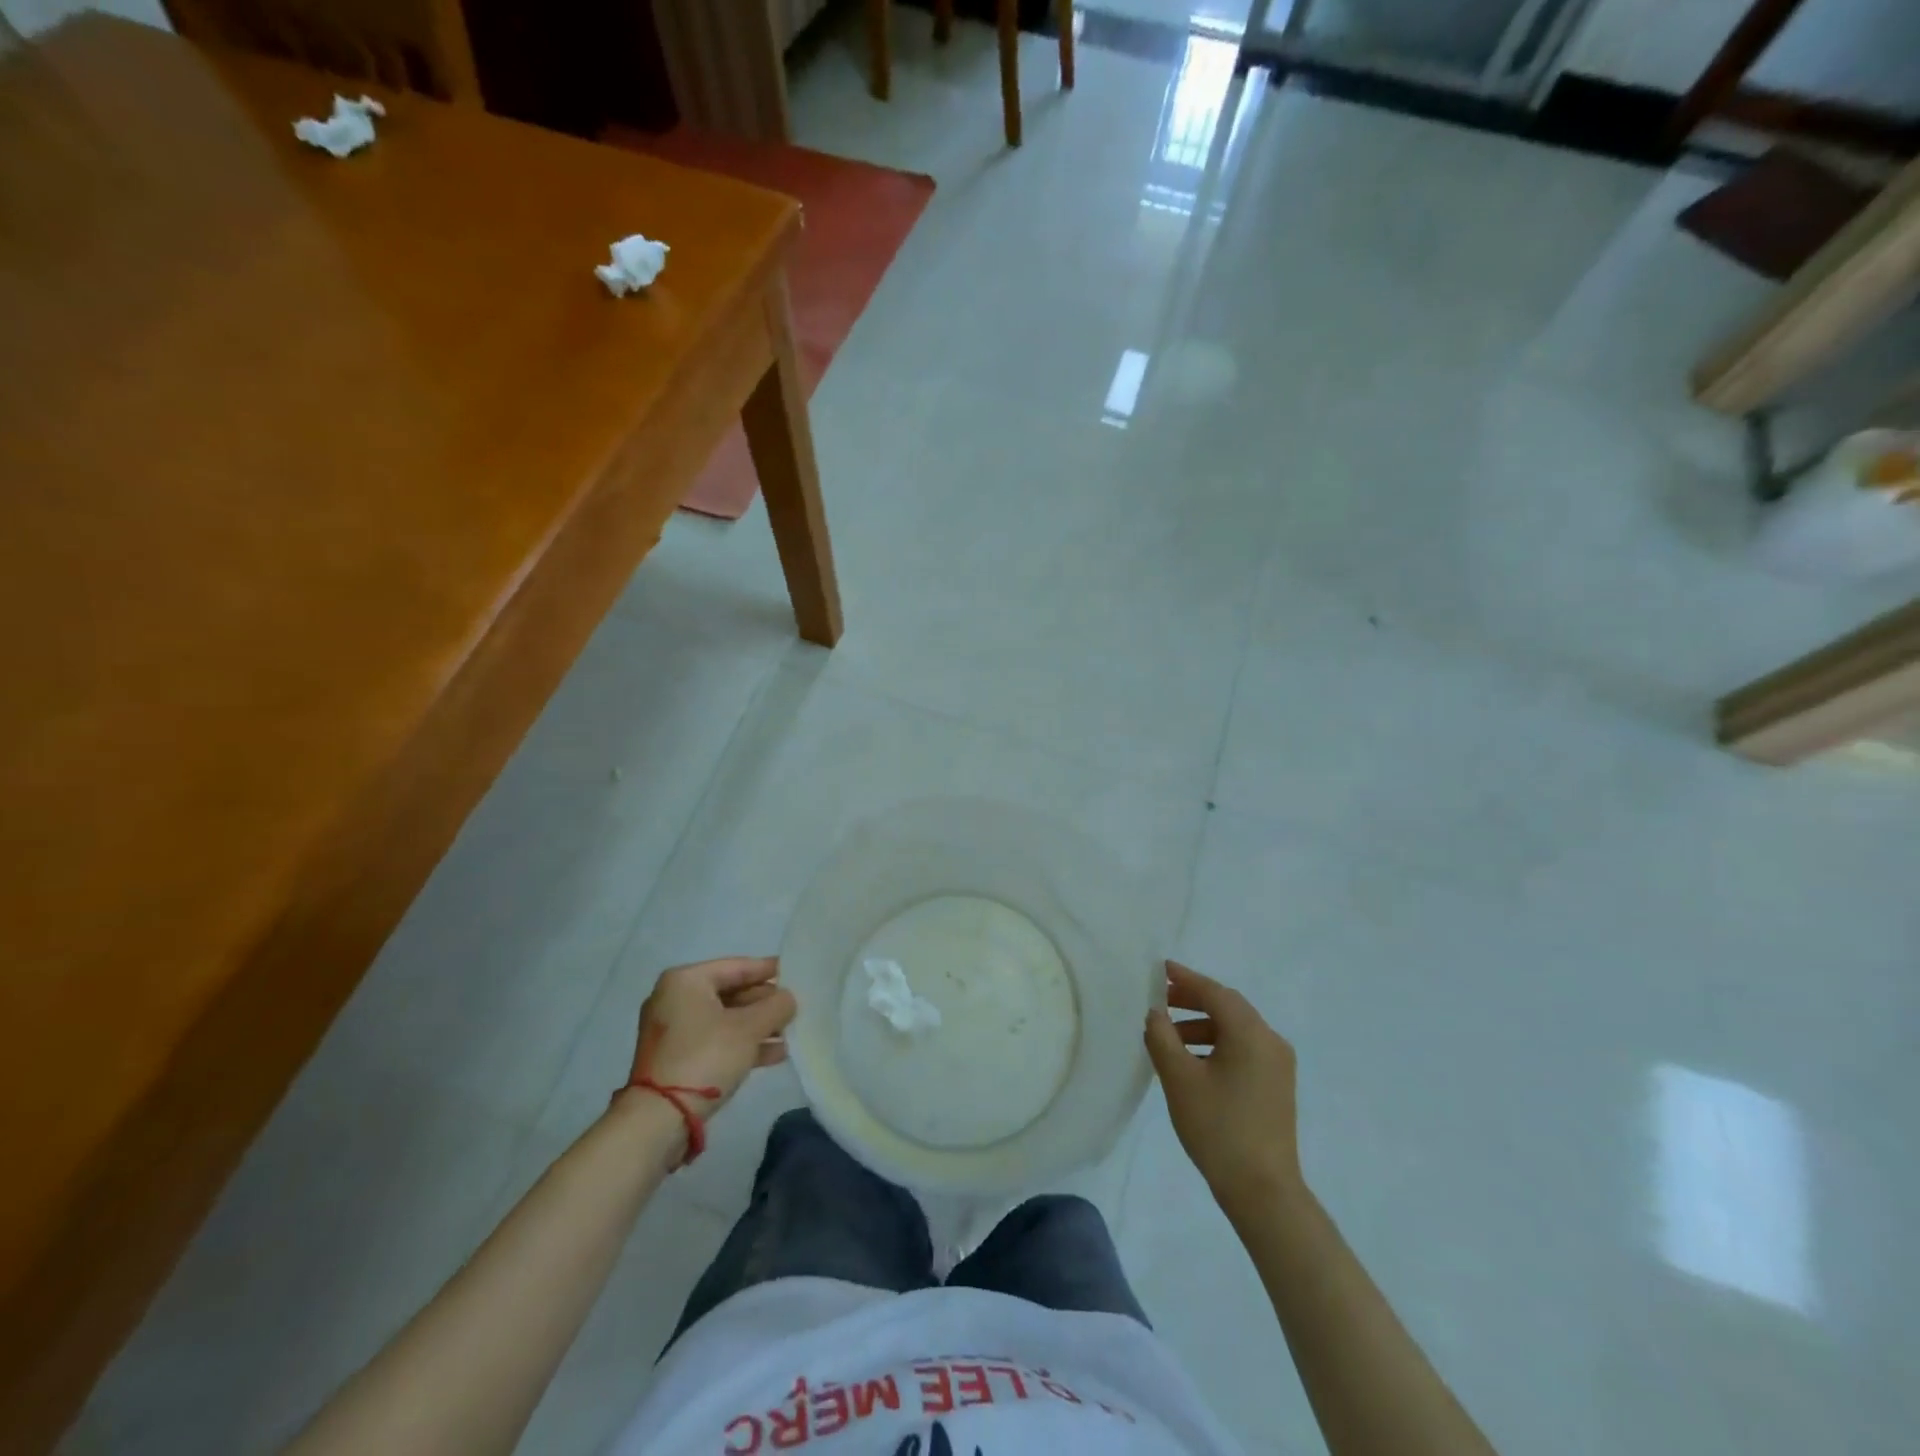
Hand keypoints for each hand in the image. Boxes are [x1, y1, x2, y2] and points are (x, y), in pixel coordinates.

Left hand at [630, 957, 795, 1112]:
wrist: (659, 1119)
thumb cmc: (705, 1057)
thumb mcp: (749, 1028)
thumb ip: (776, 1006)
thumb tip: (788, 998)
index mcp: (686, 981)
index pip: (737, 966)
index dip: (768, 970)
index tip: (795, 972)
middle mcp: (674, 999)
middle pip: (730, 993)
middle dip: (764, 1003)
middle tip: (795, 1007)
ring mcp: (673, 1031)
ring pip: (725, 1020)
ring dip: (758, 1026)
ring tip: (790, 1033)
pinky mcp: (675, 1058)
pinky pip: (716, 1041)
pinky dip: (742, 1044)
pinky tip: (774, 1054)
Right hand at [1144, 959, 1302, 1215]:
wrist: (1263, 1191)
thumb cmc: (1218, 1128)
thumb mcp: (1179, 1079)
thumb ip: (1162, 1037)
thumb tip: (1155, 1012)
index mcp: (1250, 1033)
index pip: (1214, 993)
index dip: (1185, 979)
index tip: (1159, 969)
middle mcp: (1270, 1040)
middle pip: (1228, 1007)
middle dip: (1193, 1000)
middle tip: (1160, 1000)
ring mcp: (1278, 1064)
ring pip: (1235, 1029)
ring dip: (1202, 1025)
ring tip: (1169, 1036)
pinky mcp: (1277, 1085)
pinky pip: (1244, 1048)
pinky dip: (1217, 1044)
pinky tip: (1192, 1061)